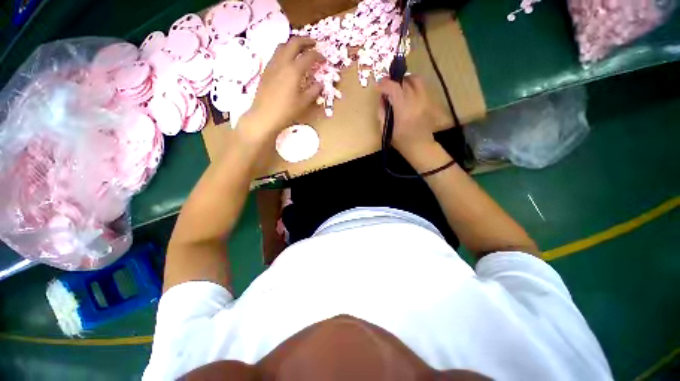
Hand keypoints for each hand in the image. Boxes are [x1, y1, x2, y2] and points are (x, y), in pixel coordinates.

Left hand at [242, 37, 324, 142]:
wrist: (264, 116)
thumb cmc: (286, 111)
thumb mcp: (304, 102)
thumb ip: (314, 91)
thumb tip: (320, 83)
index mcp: (294, 70)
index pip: (309, 56)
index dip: (318, 56)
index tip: (324, 60)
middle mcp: (283, 62)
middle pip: (294, 42)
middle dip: (306, 40)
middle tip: (313, 44)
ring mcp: (272, 64)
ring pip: (283, 45)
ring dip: (293, 44)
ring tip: (300, 50)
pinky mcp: (266, 70)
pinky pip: (276, 54)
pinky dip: (285, 51)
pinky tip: (288, 61)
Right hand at [378, 75, 439, 159]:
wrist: (420, 146)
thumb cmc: (401, 141)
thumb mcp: (385, 129)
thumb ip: (382, 112)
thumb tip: (382, 97)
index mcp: (403, 111)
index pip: (394, 89)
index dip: (385, 84)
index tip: (378, 85)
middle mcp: (416, 102)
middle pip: (405, 82)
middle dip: (394, 82)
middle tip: (387, 87)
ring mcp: (424, 100)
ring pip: (416, 80)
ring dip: (404, 80)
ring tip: (398, 87)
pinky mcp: (429, 101)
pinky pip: (421, 86)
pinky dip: (412, 84)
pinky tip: (407, 92)